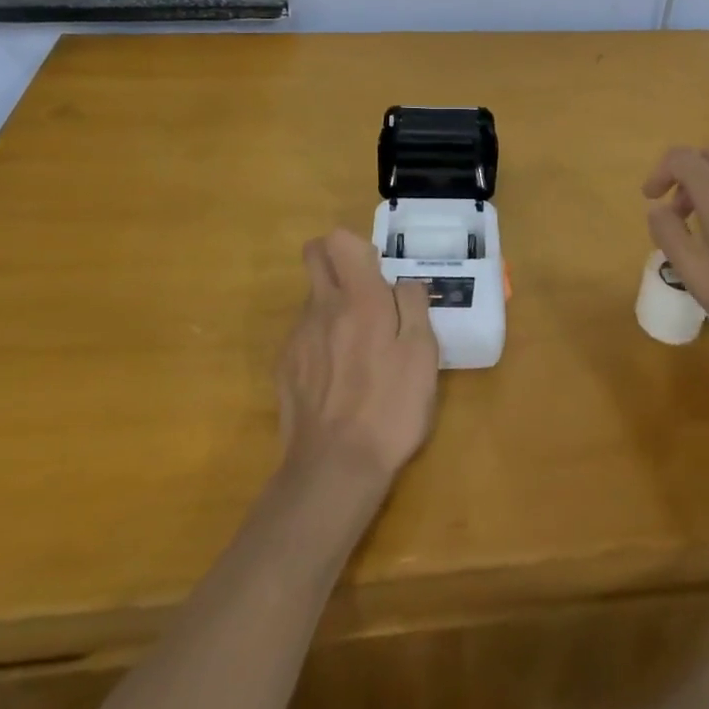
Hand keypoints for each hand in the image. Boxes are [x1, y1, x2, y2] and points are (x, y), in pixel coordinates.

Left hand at [278, 229, 439, 488]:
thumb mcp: (423, 355)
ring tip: (359, 349)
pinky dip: (321, 340)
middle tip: (365, 295)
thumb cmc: (391, 408)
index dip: (359, 247)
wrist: (335, 468)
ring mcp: (298, 337)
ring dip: (333, 306)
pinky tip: (338, 377)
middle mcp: (322, 307)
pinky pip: (304, 334)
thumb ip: (414, 306)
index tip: (378, 274)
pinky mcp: (284, 366)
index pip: (339, 240)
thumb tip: (404, 283)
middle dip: (335, 260)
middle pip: (314, 255)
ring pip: (312, 298)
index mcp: (359, 299)